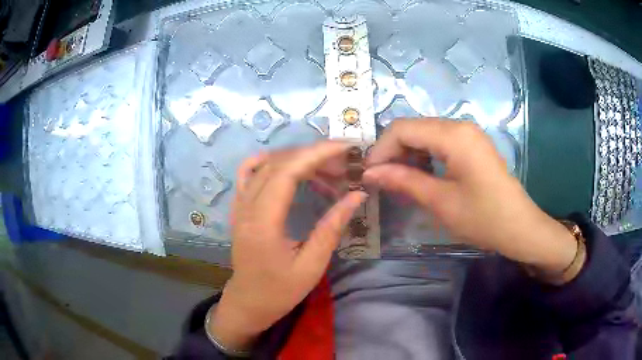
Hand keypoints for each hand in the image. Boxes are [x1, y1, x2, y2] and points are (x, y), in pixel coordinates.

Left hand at [210, 141, 365, 350]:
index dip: (317, 154)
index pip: (287, 172)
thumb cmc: (280, 291)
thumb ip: (332, 227)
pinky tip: (290, 167)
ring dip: (296, 158)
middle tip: (343, 162)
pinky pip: (249, 172)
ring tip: (324, 166)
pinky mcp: (239, 207)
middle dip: (313, 155)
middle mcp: (245, 207)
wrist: (248, 302)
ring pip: (264, 164)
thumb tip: (356, 195)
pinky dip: (271, 162)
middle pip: (277, 163)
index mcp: (262, 223)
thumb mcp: (311, 265)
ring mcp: (239, 205)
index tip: (345, 148)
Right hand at [364, 119, 576, 273]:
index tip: (368, 175)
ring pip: (425, 134)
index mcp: (453, 135)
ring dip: (407, 154)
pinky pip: (439, 142)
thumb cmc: (483, 218)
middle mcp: (459, 125)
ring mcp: (468, 134)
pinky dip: (424, 156)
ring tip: (398, 180)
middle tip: (380, 180)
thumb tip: (369, 173)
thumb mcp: (441, 202)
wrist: (520, 227)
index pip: (402, 129)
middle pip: (413, 127)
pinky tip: (420, 175)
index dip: (380, 149)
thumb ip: (404, 181)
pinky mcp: (472, 145)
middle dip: (392, 151)